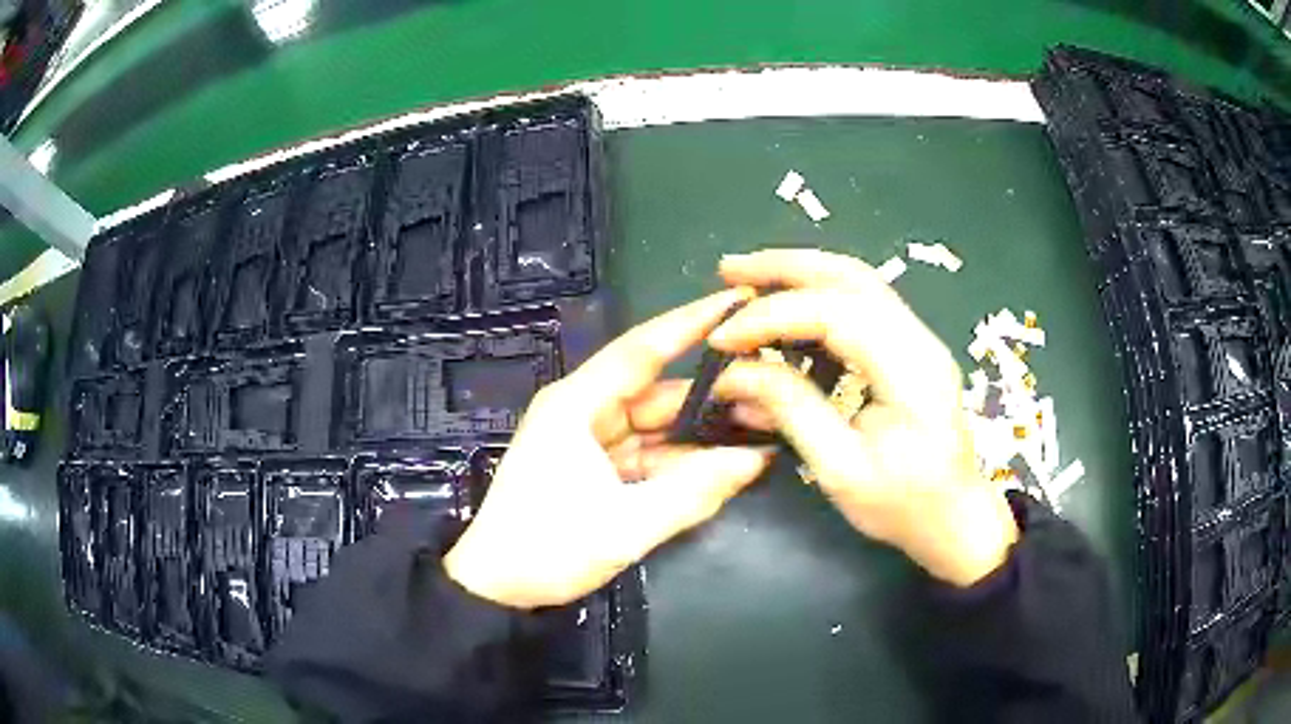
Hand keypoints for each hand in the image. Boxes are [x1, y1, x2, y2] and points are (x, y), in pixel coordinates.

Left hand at [444, 289, 771, 608]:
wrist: (496, 588)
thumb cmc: (547, 549)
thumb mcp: (624, 526)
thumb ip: (693, 492)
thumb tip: (756, 459)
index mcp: (578, 405)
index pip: (643, 349)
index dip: (692, 322)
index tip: (740, 300)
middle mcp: (584, 411)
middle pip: (658, 391)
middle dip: (712, 396)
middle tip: (773, 395)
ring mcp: (589, 441)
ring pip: (657, 426)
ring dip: (701, 433)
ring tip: (761, 432)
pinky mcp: (594, 468)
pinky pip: (647, 455)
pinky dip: (680, 462)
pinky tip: (723, 466)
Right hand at [709, 250, 1018, 586]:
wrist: (955, 519)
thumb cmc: (903, 505)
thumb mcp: (840, 469)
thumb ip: (791, 411)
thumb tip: (734, 374)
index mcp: (910, 369)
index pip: (834, 314)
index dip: (772, 316)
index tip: (722, 339)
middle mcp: (918, 339)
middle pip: (849, 276)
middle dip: (784, 267)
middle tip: (728, 270)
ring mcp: (918, 340)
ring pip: (857, 282)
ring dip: (800, 273)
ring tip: (749, 277)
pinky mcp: (910, 350)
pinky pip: (862, 304)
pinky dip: (818, 295)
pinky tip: (788, 305)